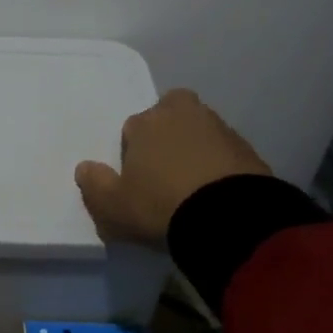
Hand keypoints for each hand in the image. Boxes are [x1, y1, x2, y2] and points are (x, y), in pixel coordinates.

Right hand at [75, 89, 271, 247]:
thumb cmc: (159, 205)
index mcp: (146, 122)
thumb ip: (93, 185)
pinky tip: (216, 192)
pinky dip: (219, 165)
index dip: (133, 153)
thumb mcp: (113, 206)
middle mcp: (182, 114)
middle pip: (170, 114)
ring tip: (193, 184)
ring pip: (199, 130)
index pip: (132, 128)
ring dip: (195, 148)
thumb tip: (84, 168)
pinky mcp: (247, 149)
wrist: (228, 218)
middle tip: (166, 169)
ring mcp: (219, 128)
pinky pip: (225, 152)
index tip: (137, 179)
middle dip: (167, 132)